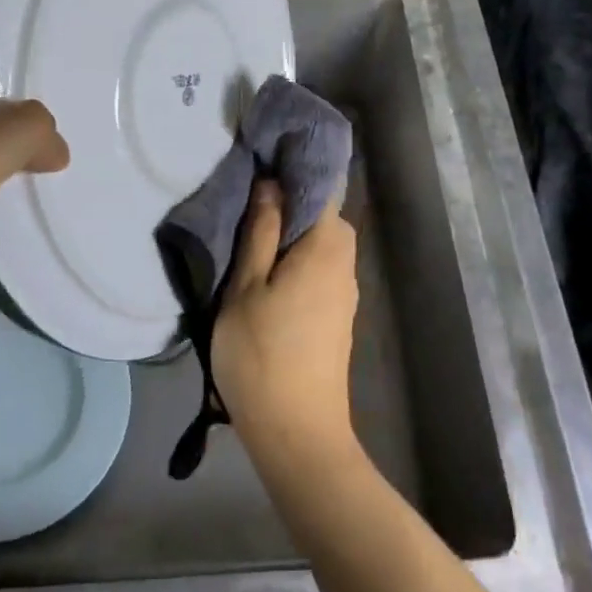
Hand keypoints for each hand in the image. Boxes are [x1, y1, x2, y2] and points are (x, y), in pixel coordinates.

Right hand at [211, 180, 360, 467]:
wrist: (297, 433)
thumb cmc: (262, 355)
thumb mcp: (246, 287)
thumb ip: (260, 231)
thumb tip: (271, 183)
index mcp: (326, 246)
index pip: (322, 186)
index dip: (294, 169)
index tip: (262, 158)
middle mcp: (345, 262)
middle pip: (323, 214)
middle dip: (290, 200)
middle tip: (246, 197)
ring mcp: (345, 291)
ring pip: (320, 243)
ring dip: (291, 231)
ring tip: (249, 230)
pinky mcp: (338, 315)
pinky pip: (320, 267)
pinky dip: (297, 256)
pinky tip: (268, 268)